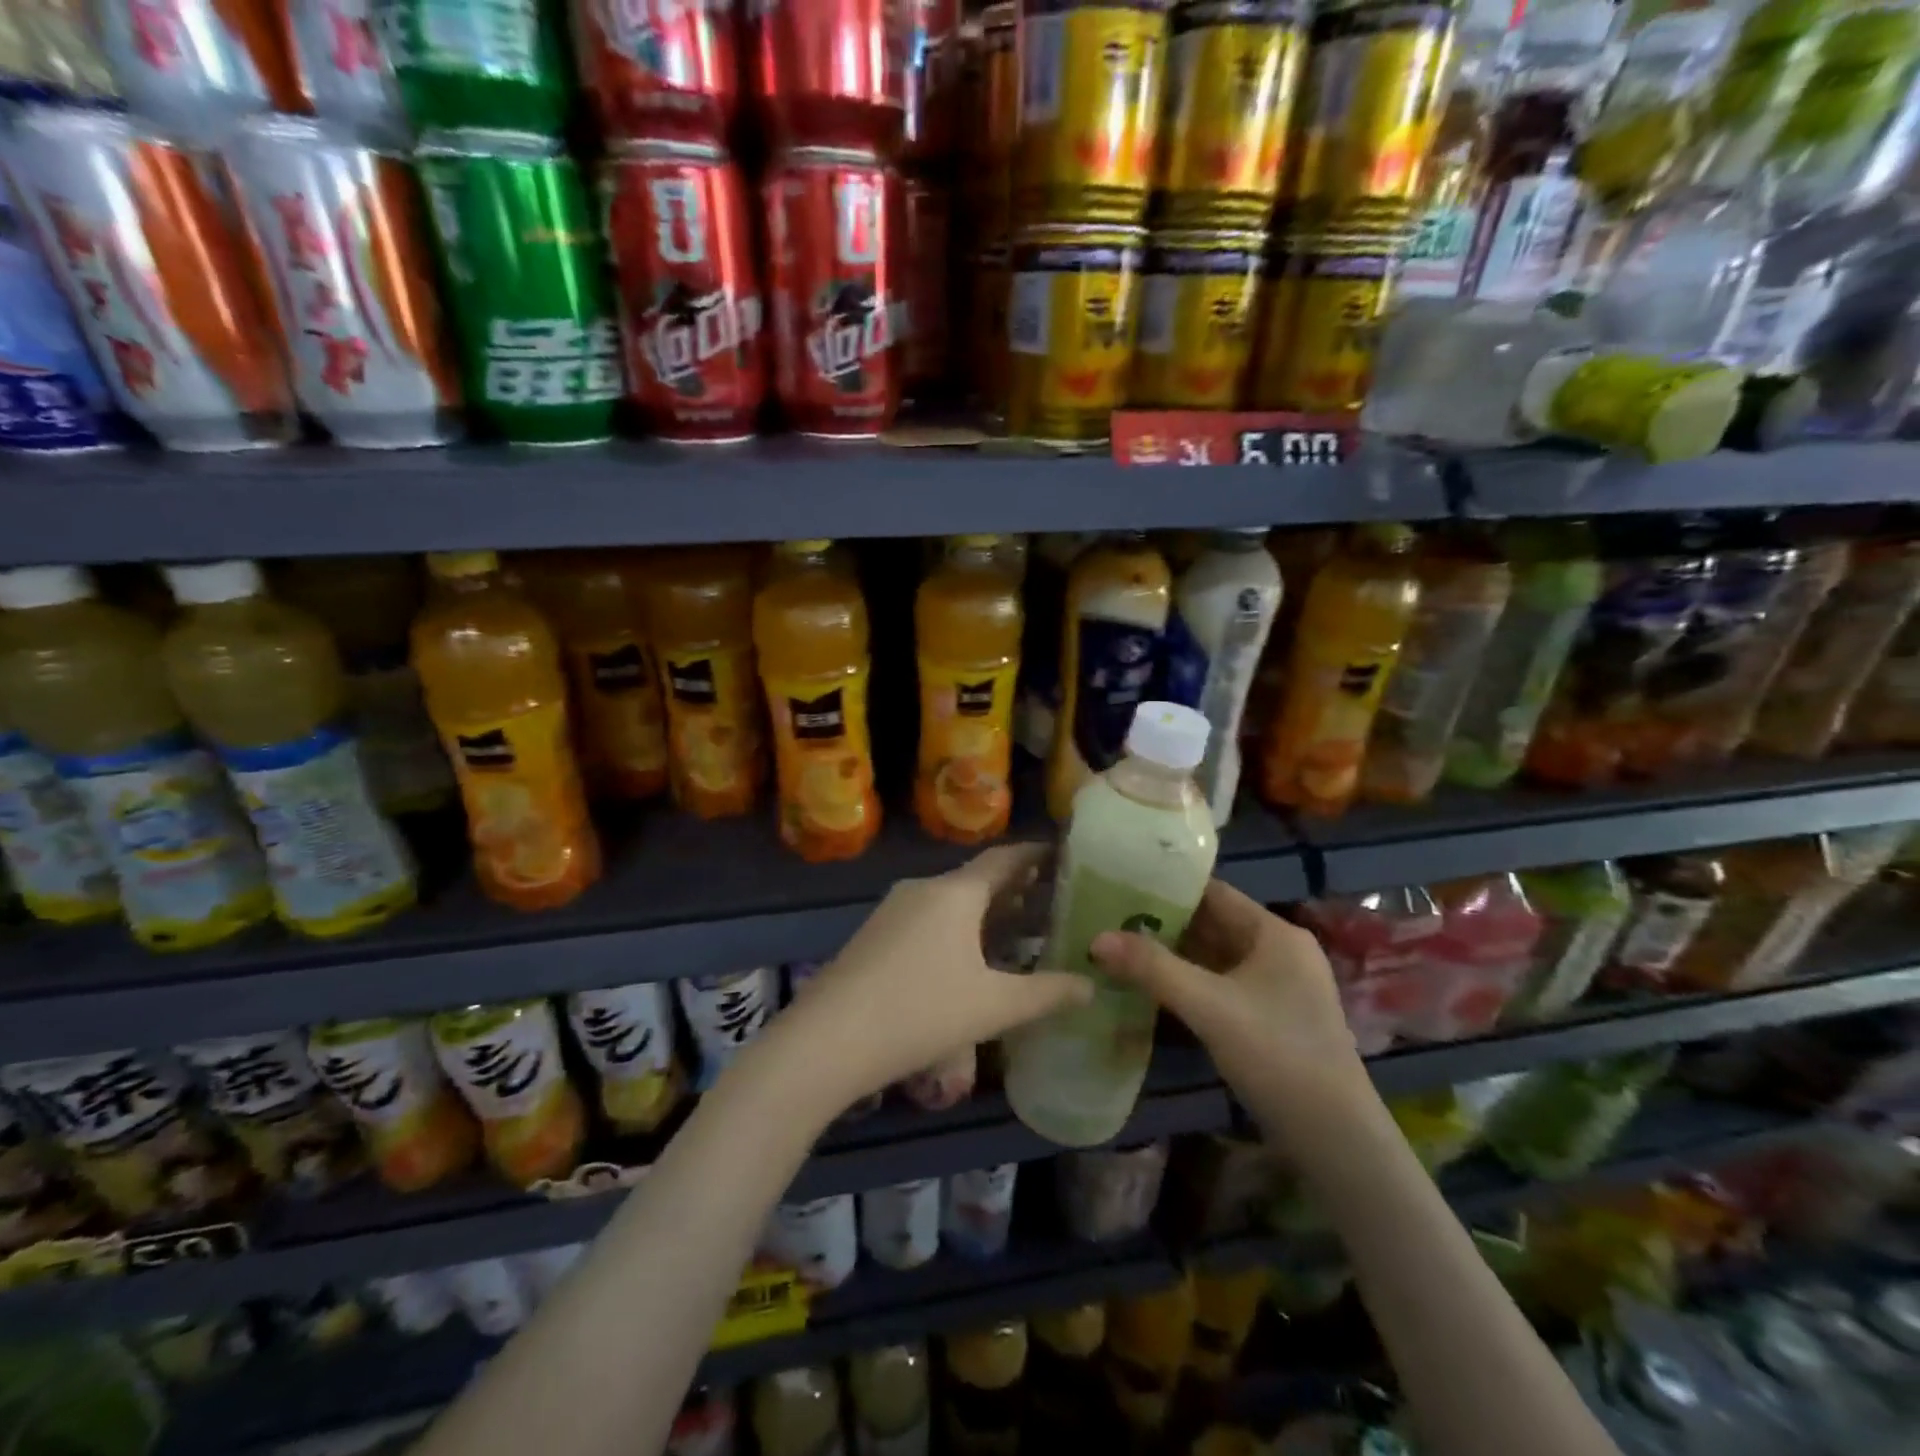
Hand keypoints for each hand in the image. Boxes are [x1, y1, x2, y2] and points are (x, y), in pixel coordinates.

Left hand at [766, 845, 1092, 1120]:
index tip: (1062, 854)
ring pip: (950, 899)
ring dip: (983, 910)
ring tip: (1015, 929)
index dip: (1035, 855)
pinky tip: (966, 957)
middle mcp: (923, 888)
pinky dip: (956, 926)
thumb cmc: (921, 1012)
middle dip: (1013, 887)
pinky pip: (927, 917)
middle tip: (1049, 897)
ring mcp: (893, 909)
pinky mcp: (874, 934)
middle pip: (976, 878)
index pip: (1004, 858)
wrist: (828, 1039)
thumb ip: (1047, 994)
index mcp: (955, 892)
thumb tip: (1091, 986)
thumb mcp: (993, 1007)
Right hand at [1092, 879, 1371, 1142]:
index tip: (1121, 885)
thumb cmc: (1277, 1055)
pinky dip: (1189, 983)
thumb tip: (1096, 938)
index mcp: (1275, 933)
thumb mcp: (1209, 1007)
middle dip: (1163, 924)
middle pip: (1213, 925)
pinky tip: (1151, 988)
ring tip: (1120, 948)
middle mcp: (1279, 951)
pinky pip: (1221, 986)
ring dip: (1173, 955)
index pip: (1213, 893)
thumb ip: (1152, 968)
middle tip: (1109, 918)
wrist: (1335, 1139)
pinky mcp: (1271, 1018)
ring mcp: (1278, 987)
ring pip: (1215, 958)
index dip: (1167, 887)